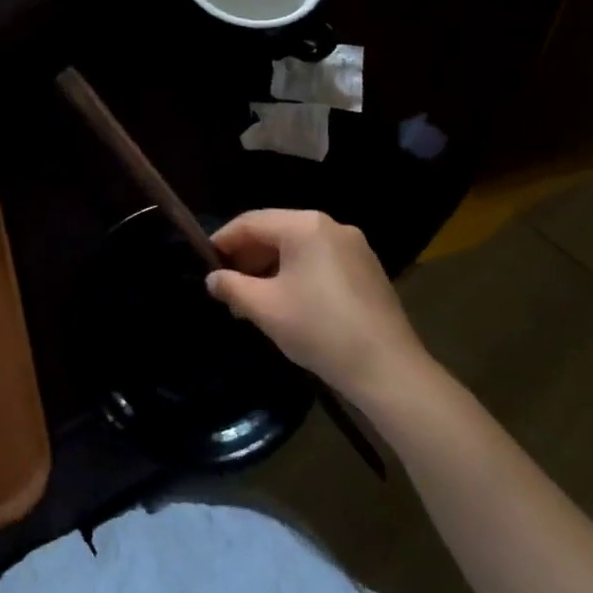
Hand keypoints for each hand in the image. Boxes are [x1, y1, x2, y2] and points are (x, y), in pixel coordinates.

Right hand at [207, 209, 427, 401]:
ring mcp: (354, 247)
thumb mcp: (265, 308)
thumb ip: (232, 287)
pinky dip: (297, 274)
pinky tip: (287, 302)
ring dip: (270, 268)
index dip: (223, 240)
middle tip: (227, 285)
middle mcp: (331, 226)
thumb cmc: (319, 330)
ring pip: (298, 248)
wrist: (388, 369)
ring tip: (252, 299)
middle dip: (248, 257)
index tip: (204, 262)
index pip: (251, 222)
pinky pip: (320, 260)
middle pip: (276, 232)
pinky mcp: (367, 269)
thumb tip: (213, 279)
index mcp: (305, 226)